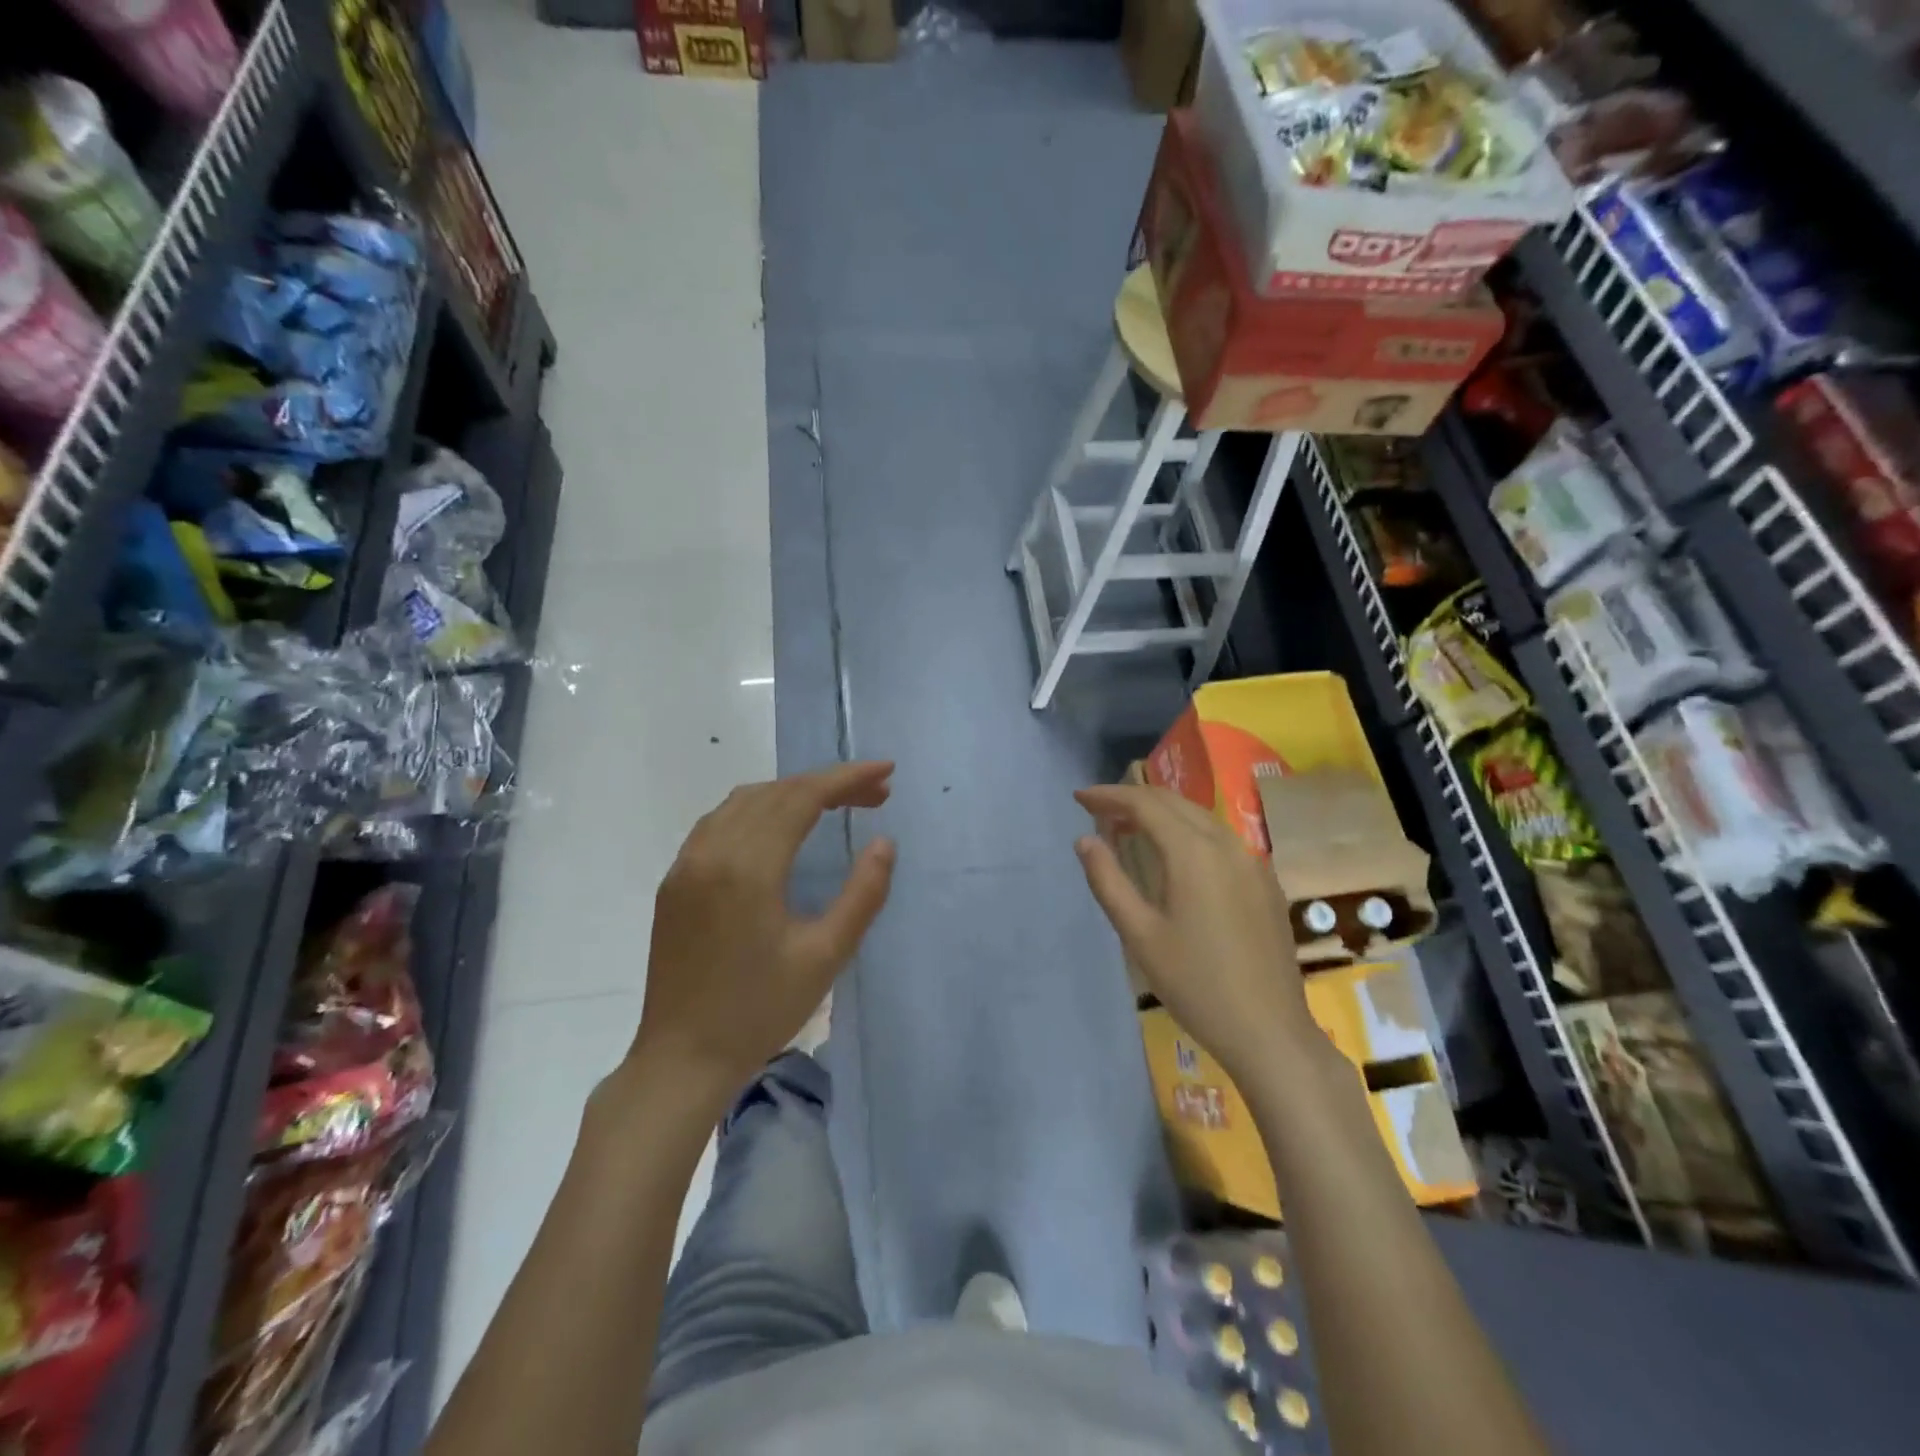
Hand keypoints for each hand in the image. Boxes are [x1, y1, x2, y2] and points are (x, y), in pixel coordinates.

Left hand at [634, 762, 895, 1091]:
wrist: (681, 1058)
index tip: (886, 771)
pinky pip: (719, 822)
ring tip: (835, 803)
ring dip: (792, 792)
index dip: (848, 778)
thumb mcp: (825, 956)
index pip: (803, 797)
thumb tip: (884, 842)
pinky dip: (758, 809)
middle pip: (776, 792)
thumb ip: (863, 894)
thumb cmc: (759, 1011)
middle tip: (875, 794)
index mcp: (749, 867)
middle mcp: (712, 851)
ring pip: (745, 801)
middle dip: (829, 784)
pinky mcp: (675, 880)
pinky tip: (780, 827)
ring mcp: (687, 864)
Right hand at [1074, 784, 1319, 1084]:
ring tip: (1128, 827)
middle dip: (1134, 799)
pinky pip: (1221, 840)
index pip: (1145, 804)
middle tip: (1098, 809)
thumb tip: (1084, 840)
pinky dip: (1188, 832)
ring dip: (1162, 813)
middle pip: (1175, 803)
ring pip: (1201, 818)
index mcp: (1194, 853)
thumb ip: (1108, 881)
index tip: (1079, 798)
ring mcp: (1252, 863)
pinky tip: (1175, 855)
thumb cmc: (1195, 984)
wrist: (1269, 1032)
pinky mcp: (1265, 884)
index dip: (1109, 795)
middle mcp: (1227, 846)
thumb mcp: (1139, 935)